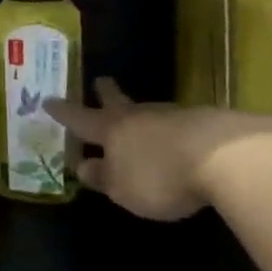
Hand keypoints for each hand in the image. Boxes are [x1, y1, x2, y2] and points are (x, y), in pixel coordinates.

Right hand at [45, 78, 271, 221]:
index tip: (49, 100)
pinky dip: (169, 131)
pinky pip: (176, 124)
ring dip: (140, 115)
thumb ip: (104, 178)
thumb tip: (84, 167)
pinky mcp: (203, 123)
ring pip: (147, 112)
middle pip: (117, 102)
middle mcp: (137, 116)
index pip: (80, 119)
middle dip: (106, 94)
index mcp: (111, 130)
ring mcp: (172, 116)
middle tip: (100, 82)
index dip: (63, 112)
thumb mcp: (123, 188)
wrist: (223, 156)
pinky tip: (174, 140)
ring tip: (137, 119)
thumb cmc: (160, 175)